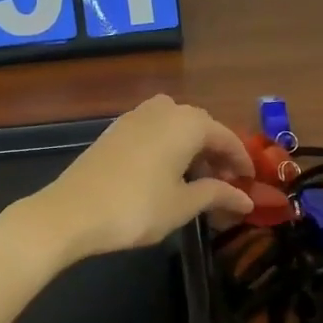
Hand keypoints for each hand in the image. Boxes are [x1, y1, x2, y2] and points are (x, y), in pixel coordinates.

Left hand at [24, 96, 254, 262]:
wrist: (71, 212)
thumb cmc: (136, 208)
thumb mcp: (183, 205)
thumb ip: (217, 195)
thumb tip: (247, 199)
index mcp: (187, 123)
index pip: (225, 136)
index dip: (241, 160)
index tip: (251, 182)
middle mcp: (163, 110)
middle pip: (201, 126)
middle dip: (217, 152)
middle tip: (227, 182)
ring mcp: (135, 117)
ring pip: (176, 125)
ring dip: (192, 147)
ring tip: (198, 178)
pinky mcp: (115, 130)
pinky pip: (154, 130)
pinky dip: (169, 146)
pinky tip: (167, 172)